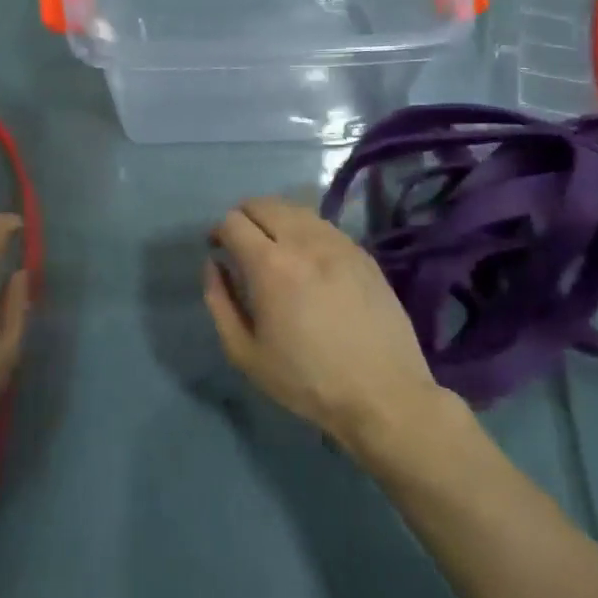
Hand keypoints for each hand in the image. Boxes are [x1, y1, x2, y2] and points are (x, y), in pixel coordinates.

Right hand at [203, 196, 445, 462]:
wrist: (382, 393)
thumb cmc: (306, 379)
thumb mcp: (245, 353)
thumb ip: (220, 302)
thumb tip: (214, 265)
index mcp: (270, 265)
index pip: (233, 221)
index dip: (218, 231)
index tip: (218, 250)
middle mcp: (304, 242)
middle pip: (264, 204)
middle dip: (243, 217)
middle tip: (240, 244)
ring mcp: (339, 244)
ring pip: (296, 210)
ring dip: (275, 220)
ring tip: (273, 248)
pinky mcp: (363, 254)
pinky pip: (324, 226)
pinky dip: (304, 231)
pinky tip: (307, 259)